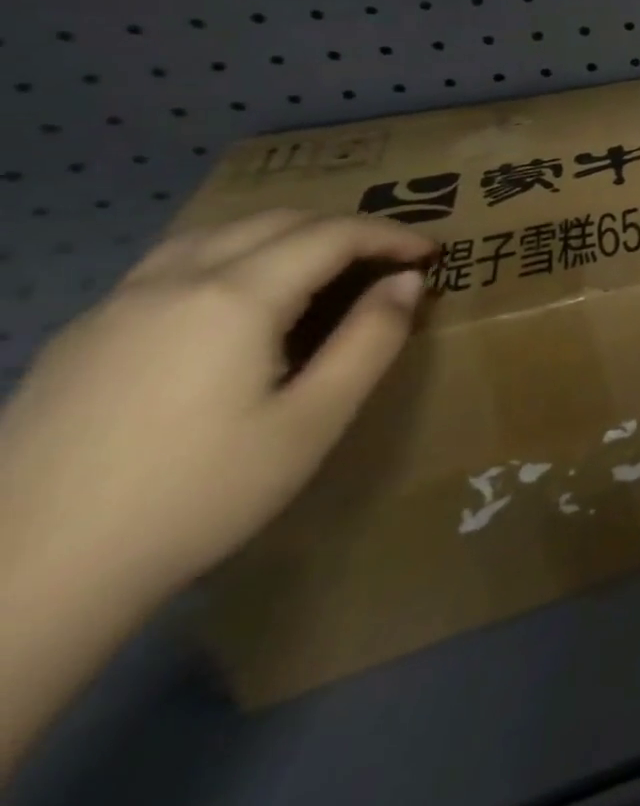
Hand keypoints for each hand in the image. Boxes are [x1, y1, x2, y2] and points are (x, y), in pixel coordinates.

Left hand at [0, 210, 434, 607]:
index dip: (391, 235)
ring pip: (216, 233)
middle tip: (388, 257)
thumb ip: (370, 340)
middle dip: (344, 228)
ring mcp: (114, 307)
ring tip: (321, 263)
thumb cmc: (196, 496)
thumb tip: (406, 281)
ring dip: (284, 233)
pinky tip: (238, 298)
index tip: (432, 252)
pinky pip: (171, 264)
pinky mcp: (79, 338)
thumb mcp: (313, 421)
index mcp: (234, 298)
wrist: (21, 584)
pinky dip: (230, 254)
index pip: (332, 235)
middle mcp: (172, 283)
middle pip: (275, 221)